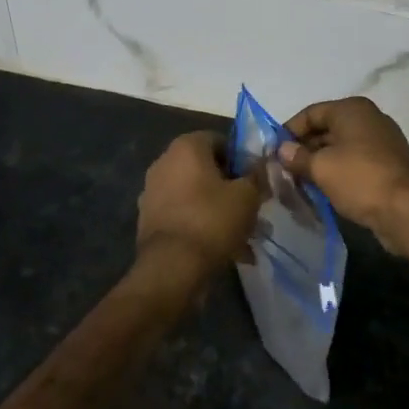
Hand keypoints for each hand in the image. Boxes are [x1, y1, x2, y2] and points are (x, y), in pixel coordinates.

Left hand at [134, 132, 261, 281]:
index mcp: (186, 147)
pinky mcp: (149, 219)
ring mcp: (153, 191)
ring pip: (196, 195)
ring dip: (219, 210)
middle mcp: (164, 162)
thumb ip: (256, 176)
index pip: (220, 140)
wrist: (172, 268)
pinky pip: (184, 215)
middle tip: (252, 209)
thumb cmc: (212, 220)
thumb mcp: (247, 196)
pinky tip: (224, 250)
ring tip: (243, 236)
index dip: (242, 160)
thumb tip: (259, 166)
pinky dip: (202, 226)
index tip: (256, 181)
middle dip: (231, 188)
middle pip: (207, 169)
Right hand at [279, 97, 408, 253]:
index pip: (311, 113)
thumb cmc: (361, 179)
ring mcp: (381, 143)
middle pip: (326, 130)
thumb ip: (298, 157)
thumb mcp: (322, 168)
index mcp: (352, 109)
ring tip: (298, 185)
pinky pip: (354, 164)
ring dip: (319, 165)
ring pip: (340, 149)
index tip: (272, 153)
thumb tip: (282, 150)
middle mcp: (368, 119)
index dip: (289, 131)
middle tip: (282, 172)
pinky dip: (338, 175)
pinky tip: (323, 192)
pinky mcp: (388, 166)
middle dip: (303, 150)